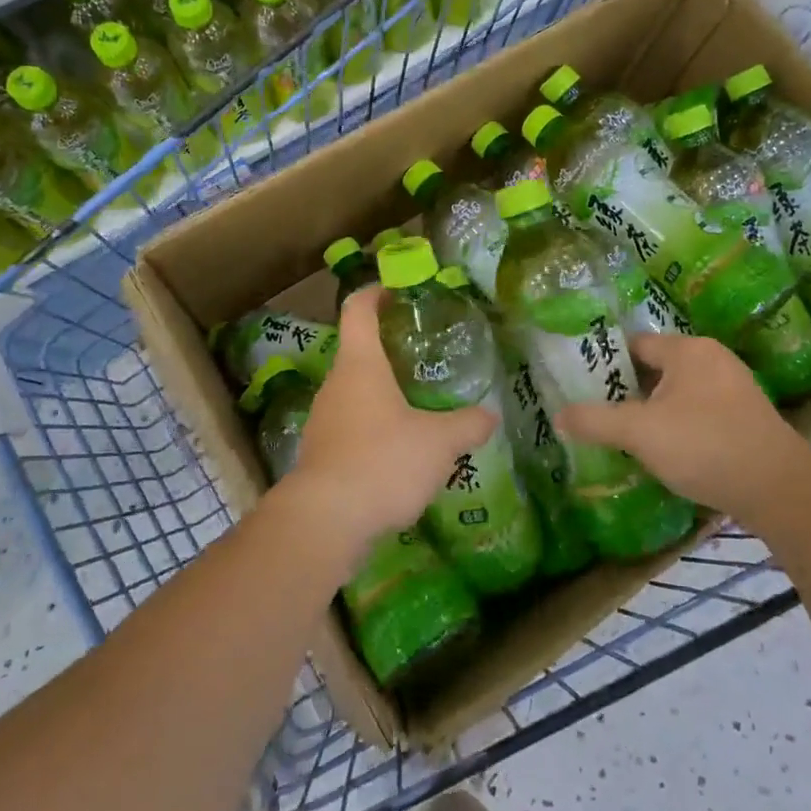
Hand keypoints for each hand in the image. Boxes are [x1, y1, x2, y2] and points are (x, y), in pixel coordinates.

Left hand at [283, 287, 497, 559]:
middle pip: (359, 351)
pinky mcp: (321, 452)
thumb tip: (490, 416)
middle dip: (390, 348)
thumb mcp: (439, 442)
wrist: (325, 520)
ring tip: (420, 405)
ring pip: (356, 391)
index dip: (376, 292)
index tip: (398, 289)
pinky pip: (351, 425)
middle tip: (427, 355)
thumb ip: (468, 424)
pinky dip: (374, 426)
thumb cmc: (383, 461)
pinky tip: (400, 450)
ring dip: (384, 391)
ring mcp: (324, 419)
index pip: (359, 309)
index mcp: (360, 364)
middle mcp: (336, 384)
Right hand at [555, 333, 810, 515]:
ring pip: (677, 392)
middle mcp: (712, 358)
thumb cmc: (704, 445)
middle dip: (627, 390)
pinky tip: (665, 450)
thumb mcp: (639, 432)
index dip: (605, 363)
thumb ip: (595, 421)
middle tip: (597, 412)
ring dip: (652, 410)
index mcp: (687, 350)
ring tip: (624, 434)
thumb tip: (558, 416)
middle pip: (655, 368)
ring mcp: (734, 387)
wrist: (780, 489)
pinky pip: (698, 411)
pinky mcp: (745, 416)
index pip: (634, 344)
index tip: (580, 384)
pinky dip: (677, 424)